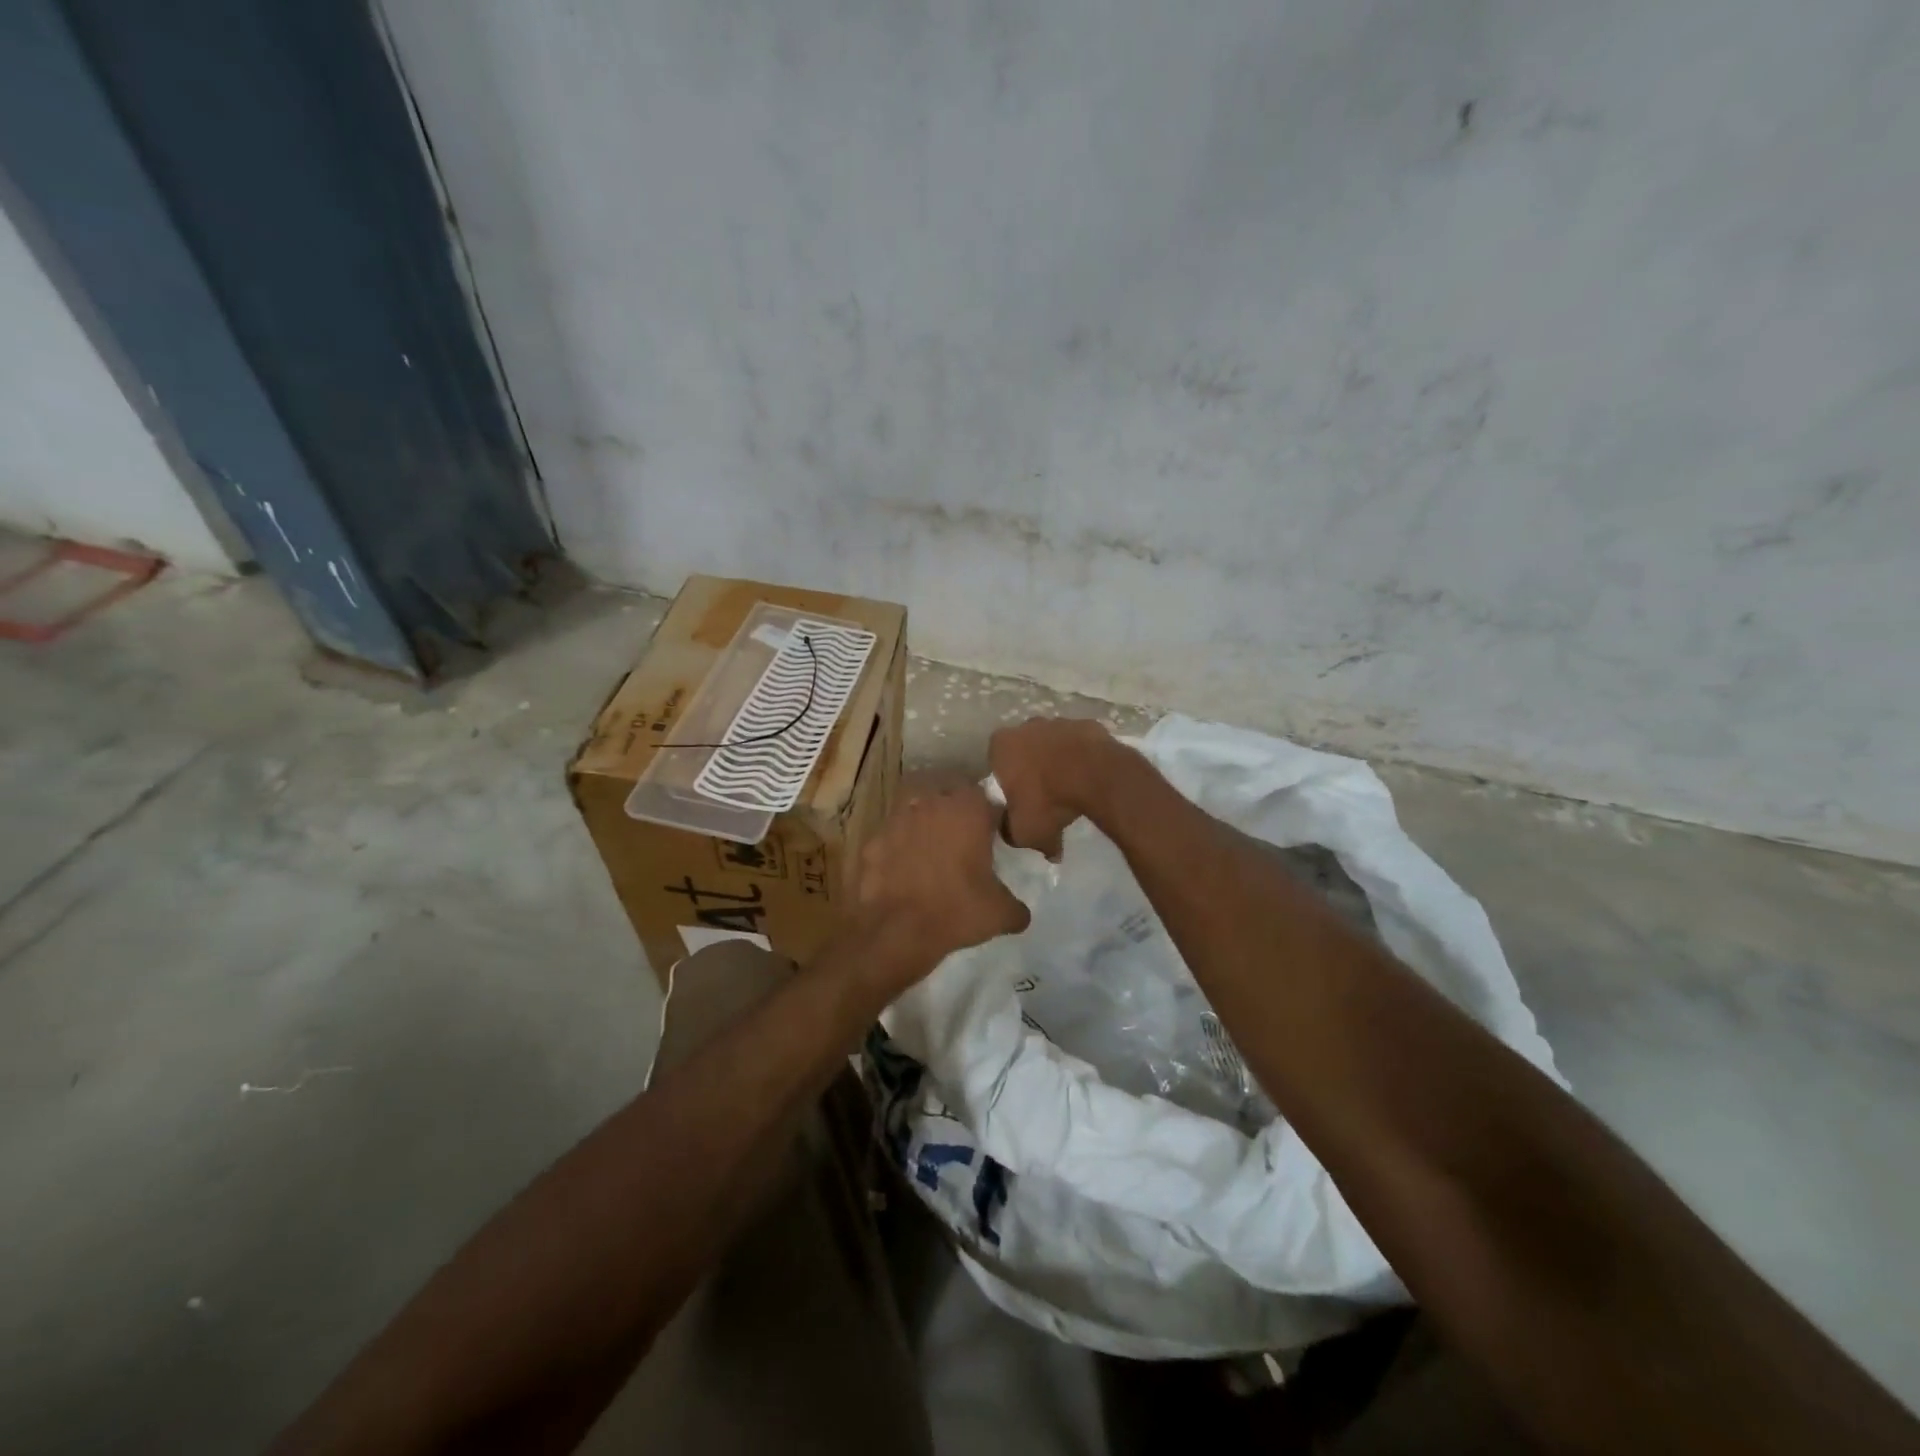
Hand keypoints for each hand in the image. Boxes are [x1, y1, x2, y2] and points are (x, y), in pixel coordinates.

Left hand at [854, 776, 1030, 991]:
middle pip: (949, 795)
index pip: (988, 799)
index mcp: (969, 810)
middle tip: (964, 839)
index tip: (995, 837)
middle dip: (957, 811)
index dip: (993, 817)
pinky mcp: (873, 840)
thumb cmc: (956, 911)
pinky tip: (904, 868)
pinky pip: (892, 835)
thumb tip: (1021, 913)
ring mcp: (897, 819)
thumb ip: (1017, 907)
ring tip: (932, 849)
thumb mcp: (1001, 914)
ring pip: (916, 808)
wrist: (896, 932)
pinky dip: (898, 846)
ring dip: (925, 821)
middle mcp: (932, 803)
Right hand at [988, 717, 1131, 858]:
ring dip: (1058, 760)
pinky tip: (1090, 777)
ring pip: (1053, 743)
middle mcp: (1026, 726)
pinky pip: (1080, 744)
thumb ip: (1011, 833)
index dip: (1007, 783)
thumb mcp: (1022, 832)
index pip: (996, 764)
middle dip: (1031, 767)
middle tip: (1044, 795)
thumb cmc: (1048, 801)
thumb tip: (1014, 834)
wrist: (1096, 778)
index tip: (1019, 801)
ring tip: (1070, 787)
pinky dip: (1082, 756)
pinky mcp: (1087, 724)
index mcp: (1001, 745)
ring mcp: (1059, 722)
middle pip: (1024, 749)